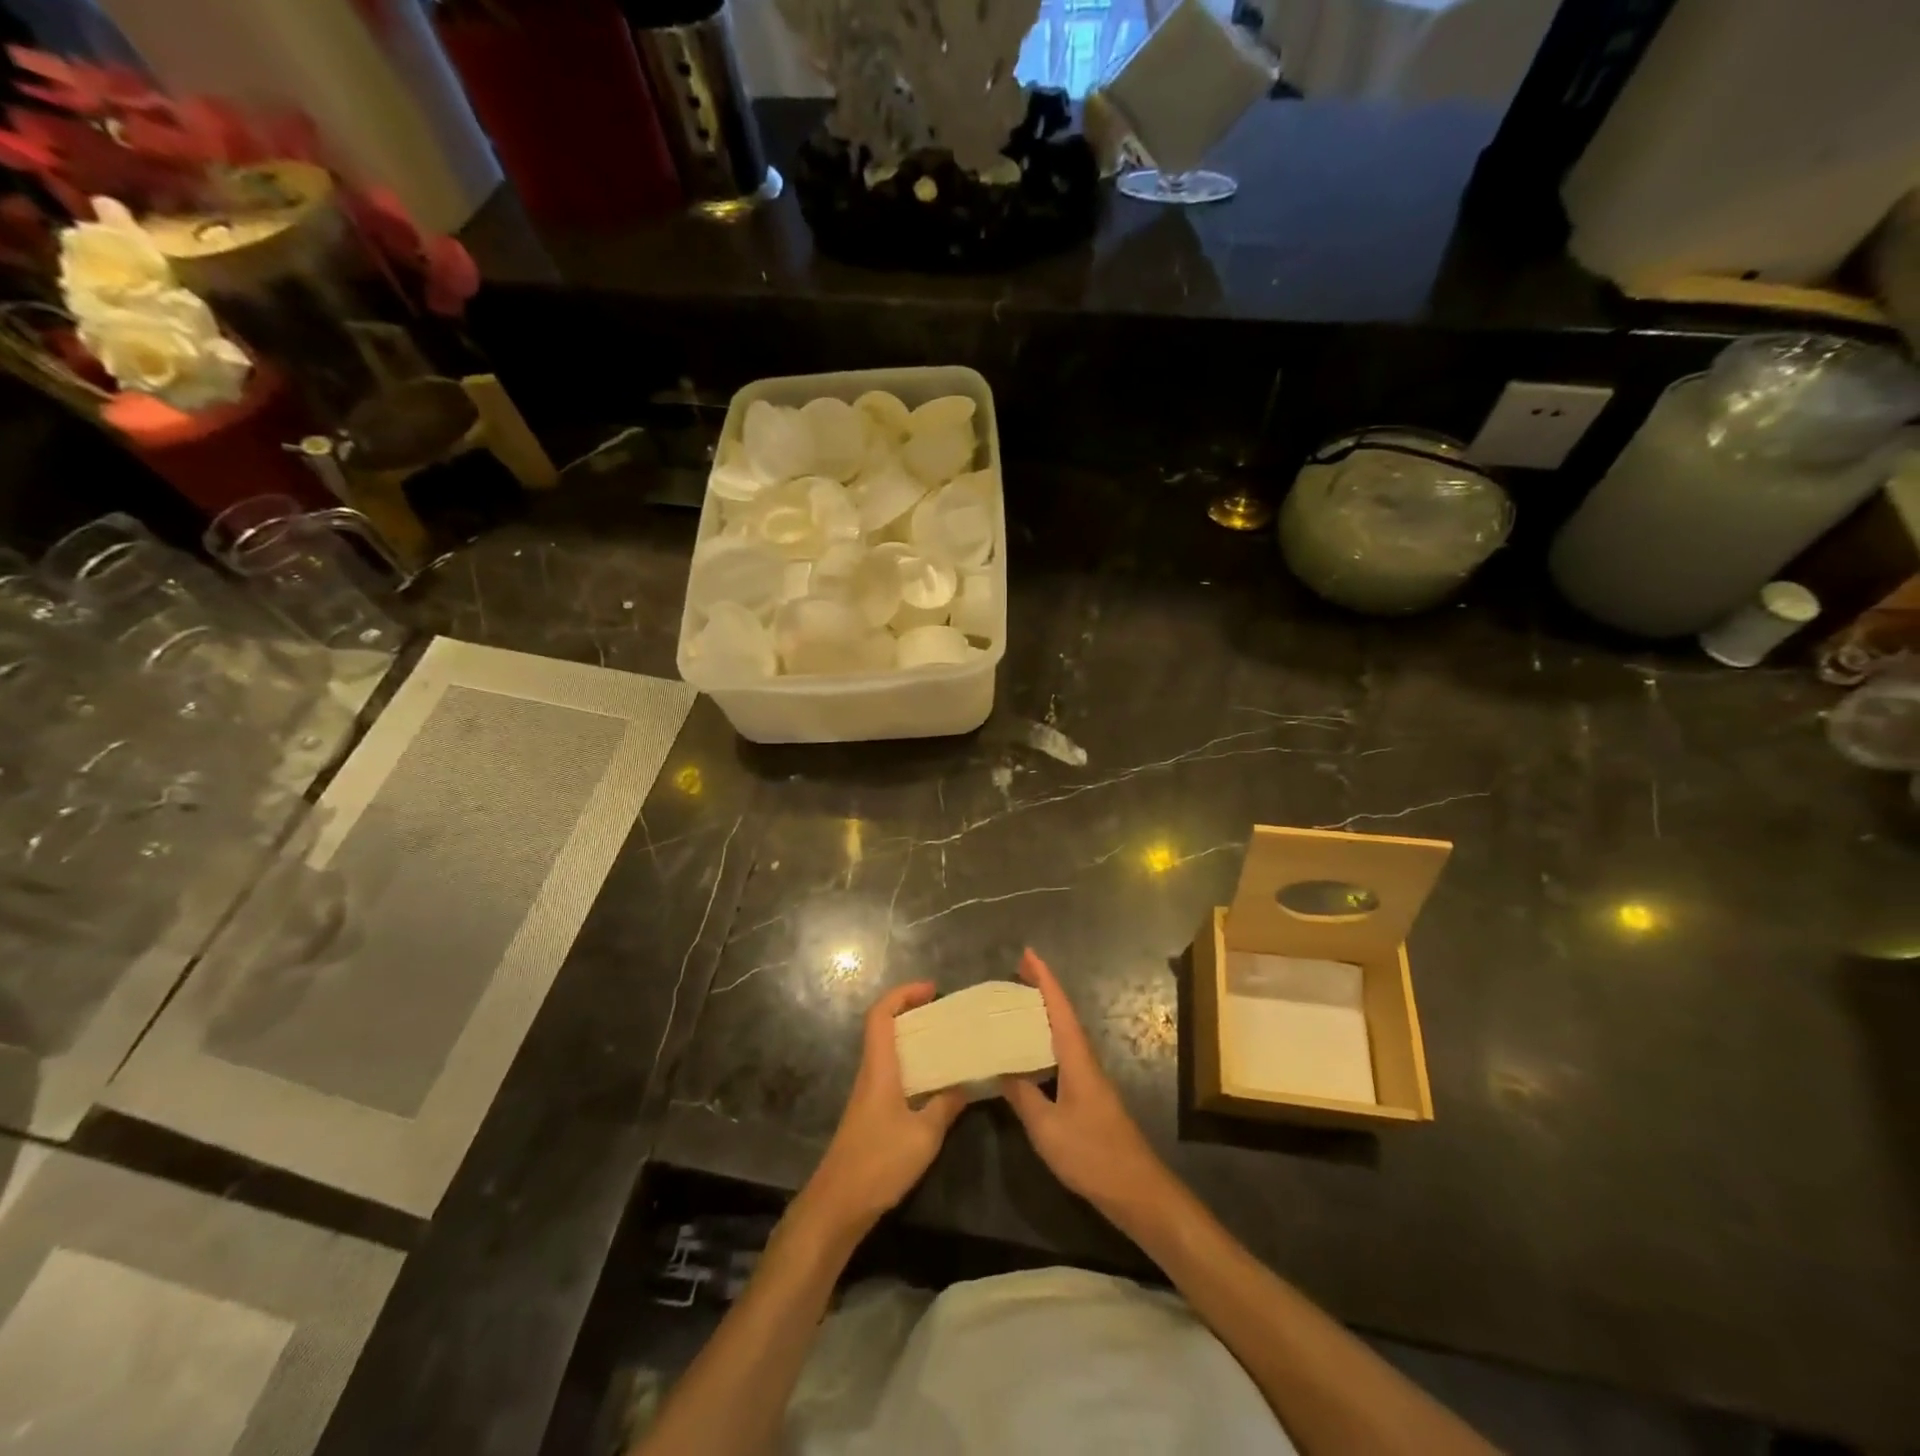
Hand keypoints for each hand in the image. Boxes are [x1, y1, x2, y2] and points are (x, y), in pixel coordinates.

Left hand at [800, 982, 966, 1239]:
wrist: (837, 1205)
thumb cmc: (878, 1163)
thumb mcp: (924, 1136)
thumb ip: (946, 1106)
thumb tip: (966, 1083)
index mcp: (879, 1068)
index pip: (881, 1015)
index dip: (903, 994)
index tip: (931, 989)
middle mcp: (870, 1073)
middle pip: (884, 1027)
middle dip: (912, 1012)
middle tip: (945, 1014)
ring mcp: (868, 1094)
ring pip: (888, 1051)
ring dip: (913, 1040)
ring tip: (946, 1043)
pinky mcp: (870, 1114)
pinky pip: (891, 1074)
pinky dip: (912, 1066)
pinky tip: (934, 1083)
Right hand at [1001, 949, 1175, 1228]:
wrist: (1136, 1190)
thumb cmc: (1092, 1154)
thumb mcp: (1047, 1127)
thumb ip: (1022, 1095)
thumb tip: (999, 1068)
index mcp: (1076, 1058)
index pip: (1059, 1008)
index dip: (1044, 979)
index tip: (1028, 953)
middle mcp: (1085, 1060)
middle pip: (1063, 1015)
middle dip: (1042, 990)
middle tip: (1016, 972)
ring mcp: (1089, 1079)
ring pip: (1064, 1035)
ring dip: (1044, 1015)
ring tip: (1017, 1005)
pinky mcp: (1089, 1097)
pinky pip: (1063, 1055)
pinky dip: (1046, 1042)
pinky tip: (1031, 1054)